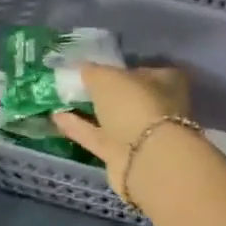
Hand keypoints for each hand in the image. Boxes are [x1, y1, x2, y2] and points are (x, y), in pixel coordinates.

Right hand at [52, 63, 189, 200]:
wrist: (146, 159)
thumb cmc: (135, 104)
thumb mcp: (108, 77)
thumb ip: (93, 71)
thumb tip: (82, 67)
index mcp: (168, 81)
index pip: (143, 69)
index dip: (119, 68)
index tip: (94, 66)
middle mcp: (159, 107)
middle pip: (128, 96)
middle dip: (105, 92)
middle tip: (76, 83)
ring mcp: (143, 134)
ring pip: (113, 119)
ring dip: (89, 111)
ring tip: (61, 99)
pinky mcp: (125, 156)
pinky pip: (99, 137)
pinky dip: (80, 128)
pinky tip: (57, 118)